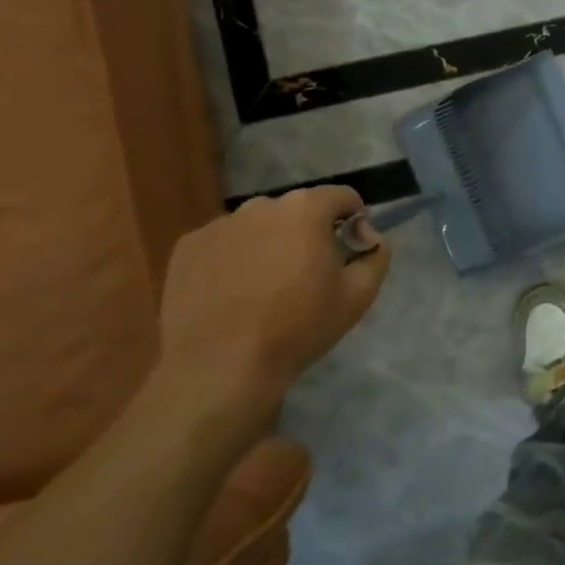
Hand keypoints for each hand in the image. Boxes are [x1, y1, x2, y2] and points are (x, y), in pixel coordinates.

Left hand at [154, 186, 390, 430]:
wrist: (220, 368)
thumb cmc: (297, 328)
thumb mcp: (358, 296)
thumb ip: (376, 256)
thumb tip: (370, 238)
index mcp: (306, 210)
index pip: (342, 196)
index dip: (354, 219)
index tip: (352, 249)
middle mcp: (261, 206)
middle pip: (298, 209)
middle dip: (310, 231)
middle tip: (310, 272)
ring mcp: (219, 225)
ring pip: (259, 225)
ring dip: (271, 243)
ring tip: (267, 285)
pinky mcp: (187, 248)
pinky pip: (224, 243)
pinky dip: (234, 257)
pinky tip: (233, 293)